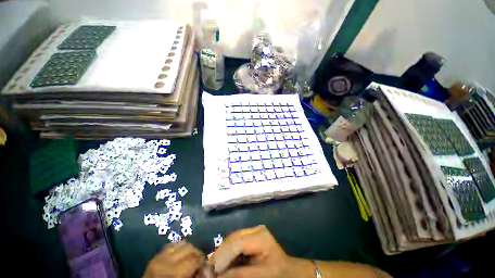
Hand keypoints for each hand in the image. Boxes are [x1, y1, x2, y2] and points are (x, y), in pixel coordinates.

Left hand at [143, 241, 205, 277]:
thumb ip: (193, 275)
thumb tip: (204, 266)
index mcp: (174, 272)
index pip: (195, 259)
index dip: (202, 260)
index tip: (205, 264)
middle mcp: (167, 260)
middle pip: (190, 248)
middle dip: (197, 253)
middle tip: (200, 260)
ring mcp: (160, 256)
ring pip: (183, 243)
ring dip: (190, 248)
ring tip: (191, 256)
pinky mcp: (156, 255)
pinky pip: (172, 244)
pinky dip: (179, 247)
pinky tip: (181, 253)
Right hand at [210, 225, 308, 277]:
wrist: (287, 270)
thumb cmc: (276, 273)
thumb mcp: (259, 276)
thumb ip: (239, 274)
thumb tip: (218, 275)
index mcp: (261, 237)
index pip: (238, 243)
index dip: (224, 255)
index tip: (213, 269)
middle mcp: (256, 229)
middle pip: (234, 238)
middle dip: (222, 253)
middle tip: (212, 267)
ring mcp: (254, 230)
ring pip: (233, 238)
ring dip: (224, 251)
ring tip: (217, 264)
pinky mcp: (252, 234)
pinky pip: (236, 240)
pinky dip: (229, 250)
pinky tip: (225, 260)